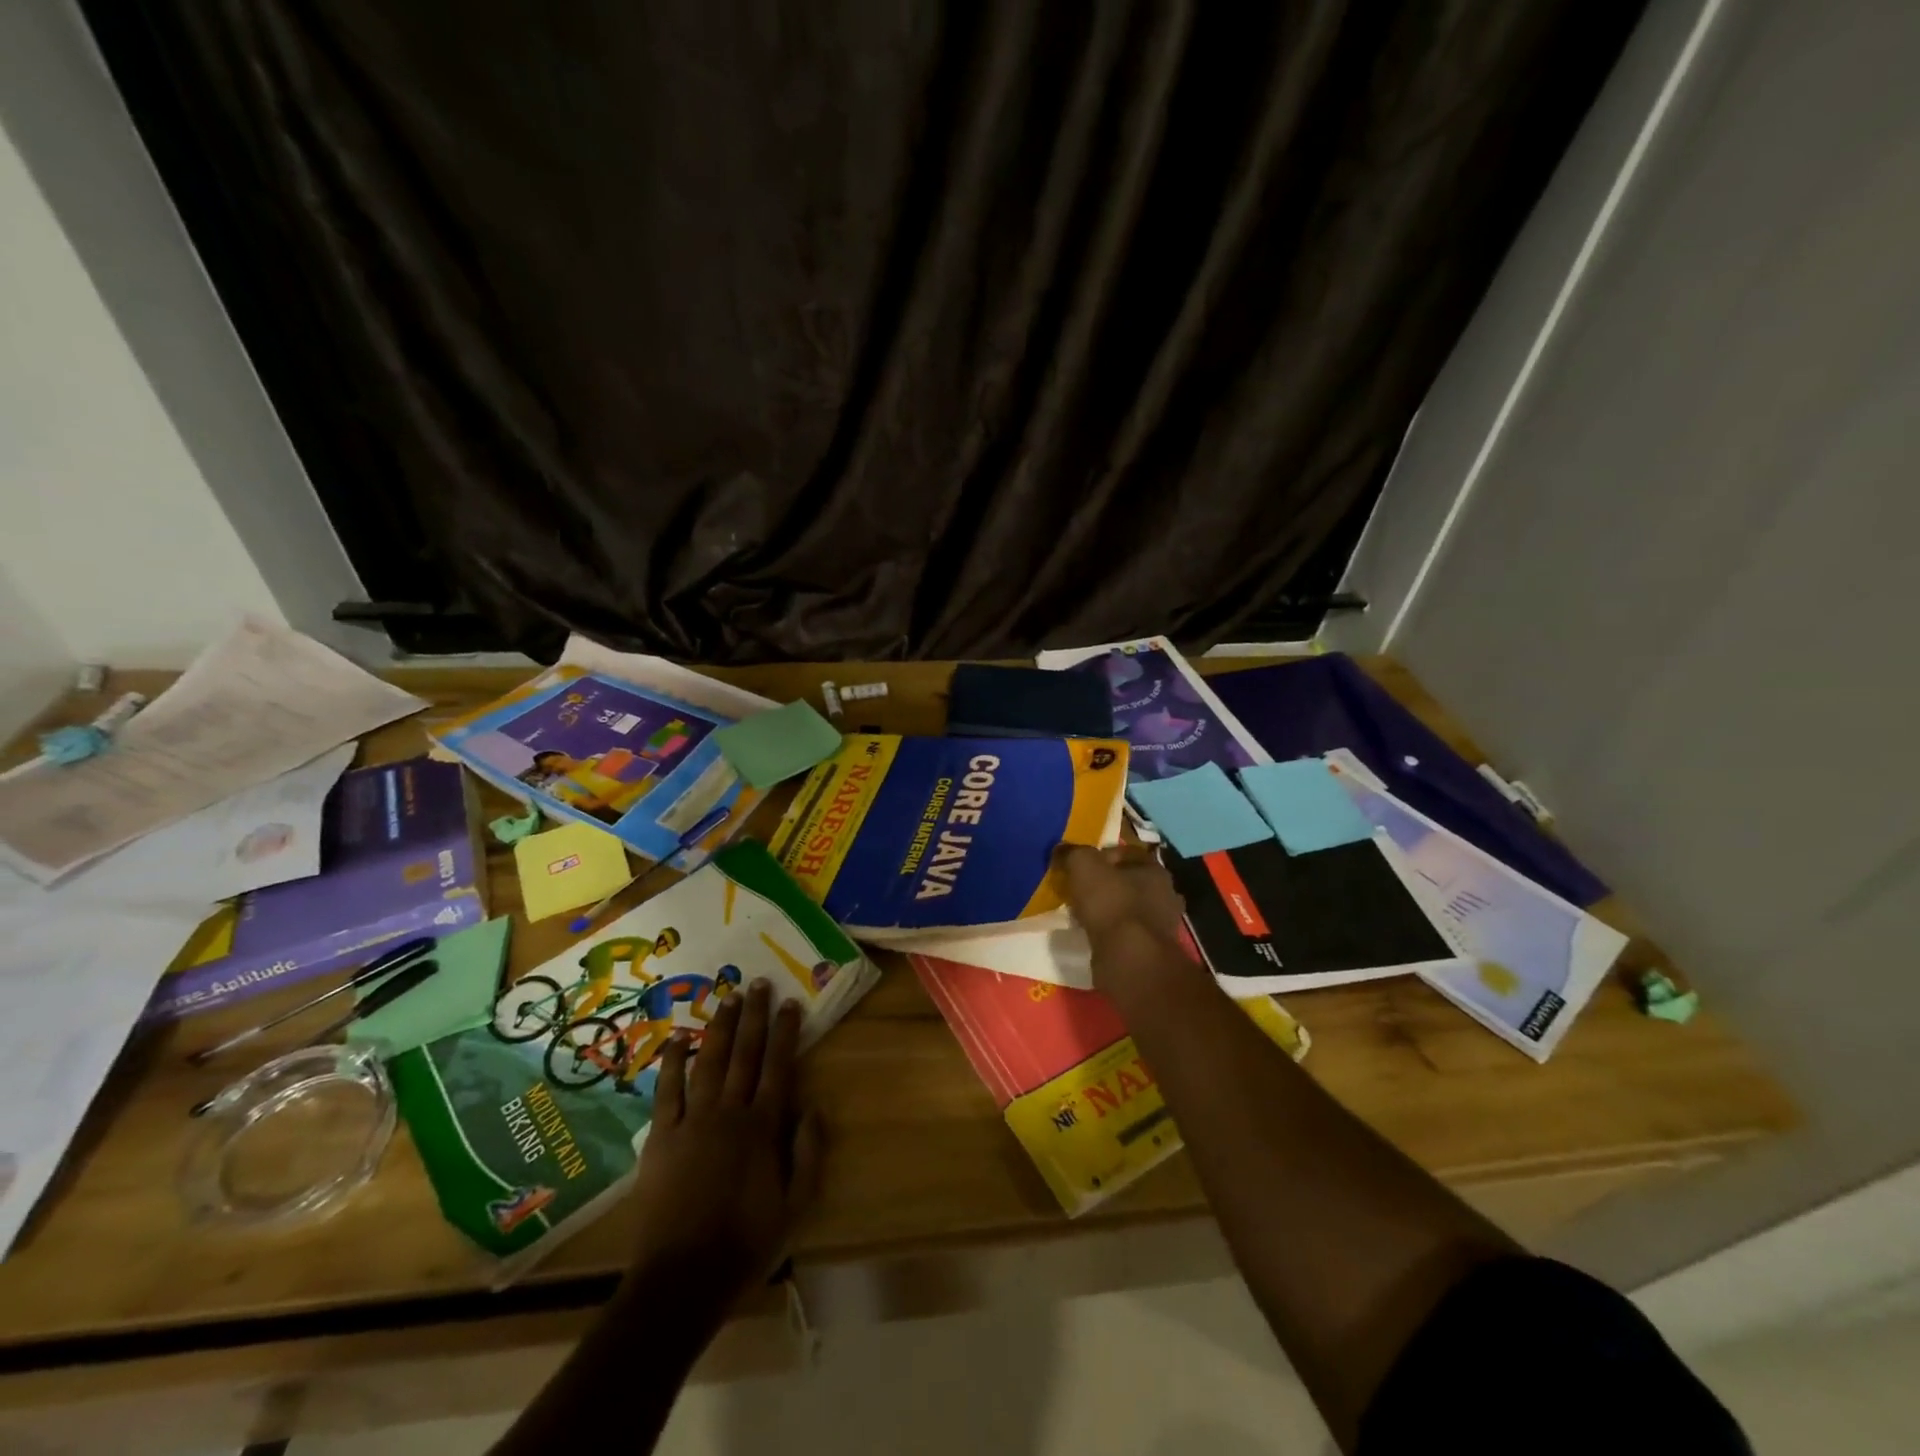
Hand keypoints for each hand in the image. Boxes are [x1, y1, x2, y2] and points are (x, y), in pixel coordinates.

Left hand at [625, 980, 822, 1309]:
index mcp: (763, 1127)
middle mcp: (729, 1113)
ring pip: (710, 1062)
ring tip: (729, 997)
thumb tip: (813, 1107)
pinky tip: (680, 1037)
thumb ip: (807, 1153)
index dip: (786, 1033)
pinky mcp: (661, 1137)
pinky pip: (667, 1091)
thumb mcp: (795, 1206)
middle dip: (755, 1016)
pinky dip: (673, 1062)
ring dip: (721, 1027)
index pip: (779, 1067)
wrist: (682, 1279)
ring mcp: (692, 1121)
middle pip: (745, 1054)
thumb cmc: (745, 1243)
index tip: (791, 1003)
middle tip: (759, 983)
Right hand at [1056, 843, 1185, 944]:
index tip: (1079, 866)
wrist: (1128, 958)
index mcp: (1155, 869)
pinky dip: (1112, 932)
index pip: (1127, 853)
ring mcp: (1162, 925)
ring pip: (1129, 908)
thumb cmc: (1111, 903)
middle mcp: (1165, 894)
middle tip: (1080, 890)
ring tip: (1083, 914)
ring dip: (1109, 910)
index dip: (1101, 855)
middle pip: (1129, 881)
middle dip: (1106, 884)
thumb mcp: (1083, 865)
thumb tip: (1061, 850)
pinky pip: (1127, 933)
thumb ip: (1072, 853)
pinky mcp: (1152, 950)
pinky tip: (1094, 935)